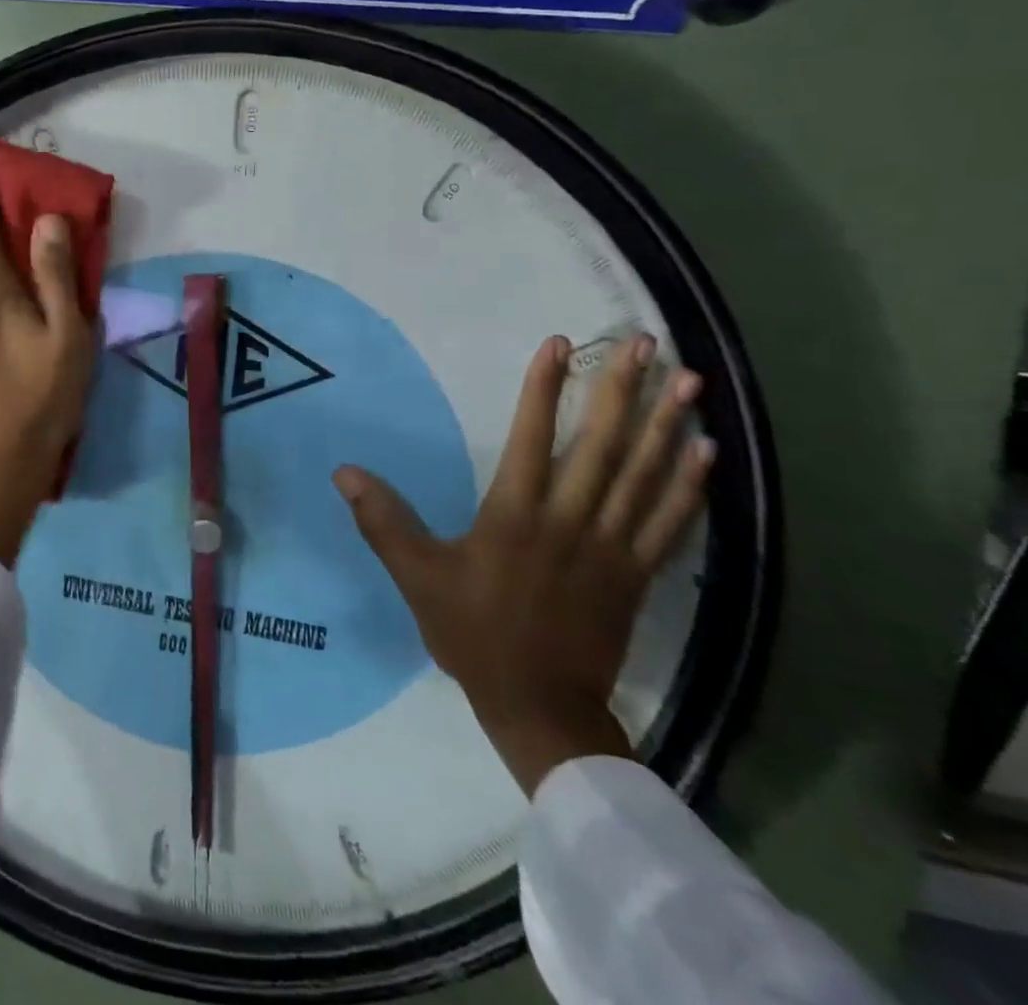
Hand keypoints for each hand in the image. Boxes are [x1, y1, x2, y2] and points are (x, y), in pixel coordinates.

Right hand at [334, 334, 714, 794]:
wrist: (540, 706)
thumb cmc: (473, 634)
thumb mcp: (416, 577)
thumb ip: (383, 521)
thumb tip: (344, 472)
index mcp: (515, 517)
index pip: (534, 438)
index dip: (546, 388)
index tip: (562, 344)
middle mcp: (570, 521)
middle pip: (603, 446)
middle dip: (622, 391)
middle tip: (644, 345)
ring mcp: (611, 547)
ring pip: (644, 476)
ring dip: (666, 425)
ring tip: (687, 381)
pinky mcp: (637, 573)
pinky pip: (669, 522)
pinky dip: (689, 485)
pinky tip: (706, 452)